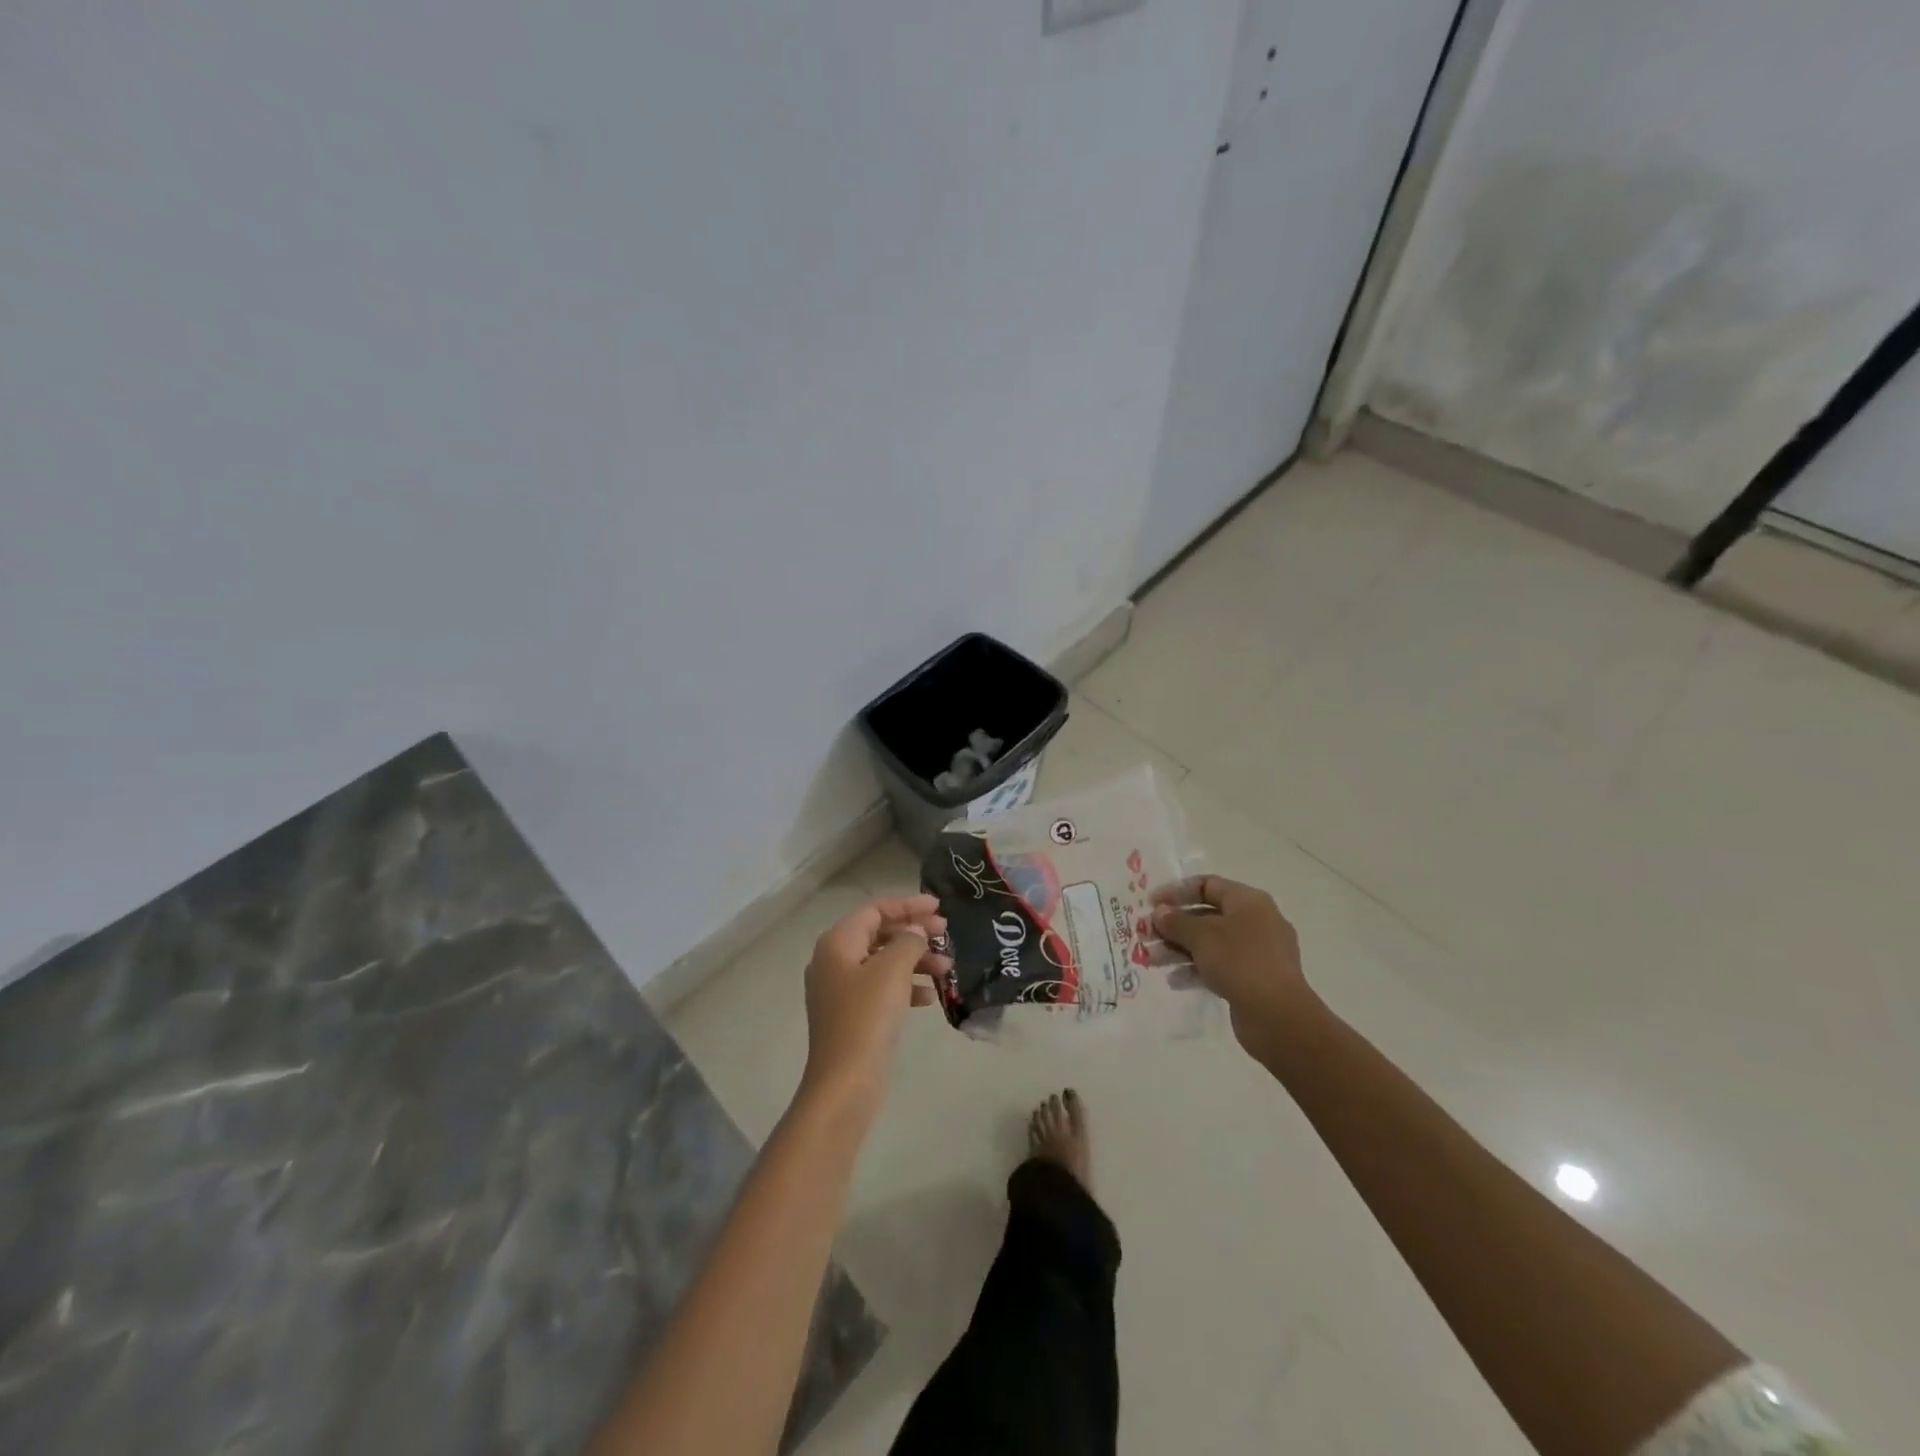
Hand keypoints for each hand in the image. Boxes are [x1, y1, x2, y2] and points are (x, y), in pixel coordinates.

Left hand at [800, 895, 949, 1119]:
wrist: (845, 1083)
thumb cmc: (867, 1017)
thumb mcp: (892, 970)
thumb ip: (908, 941)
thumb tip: (915, 931)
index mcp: (837, 943)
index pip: (875, 910)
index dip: (907, 905)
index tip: (938, 906)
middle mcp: (834, 961)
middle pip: (879, 934)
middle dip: (913, 933)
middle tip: (946, 934)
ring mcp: (840, 990)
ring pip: (883, 962)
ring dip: (914, 961)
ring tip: (947, 969)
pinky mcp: (851, 1016)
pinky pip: (881, 989)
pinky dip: (904, 986)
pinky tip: (928, 998)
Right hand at [1154, 876, 1319, 1062]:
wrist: (1278, 1017)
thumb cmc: (1239, 962)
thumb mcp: (1201, 936)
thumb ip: (1176, 921)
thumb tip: (1160, 912)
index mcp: (1249, 901)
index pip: (1208, 885)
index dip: (1176, 892)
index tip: (1151, 904)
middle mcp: (1256, 921)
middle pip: (1207, 915)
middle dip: (1174, 925)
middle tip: (1147, 935)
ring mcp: (1258, 952)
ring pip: (1212, 943)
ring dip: (1180, 949)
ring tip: (1153, 960)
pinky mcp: (1255, 979)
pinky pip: (1220, 966)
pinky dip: (1197, 969)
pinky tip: (1175, 981)